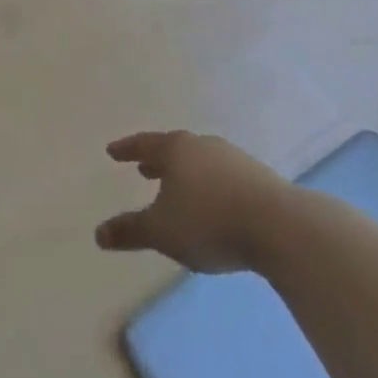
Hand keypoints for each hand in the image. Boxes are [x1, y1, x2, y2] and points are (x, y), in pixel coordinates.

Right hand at [95, 131, 288, 273]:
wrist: (279, 226)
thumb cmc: (209, 221)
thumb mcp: (162, 231)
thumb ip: (130, 231)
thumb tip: (98, 234)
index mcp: (176, 149)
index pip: (144, 143)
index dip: (127, 149)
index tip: (113, 151)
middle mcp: (203, 146)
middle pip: (174, 149)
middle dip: (157, 159)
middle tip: (143, 168)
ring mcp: (233, 159)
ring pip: (200, 161)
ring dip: (185, 172)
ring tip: (177, 187)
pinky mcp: (258, 178)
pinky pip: (222, 175)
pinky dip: (208, 184)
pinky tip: (212, 202)